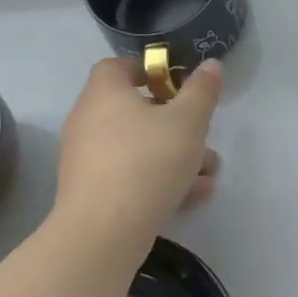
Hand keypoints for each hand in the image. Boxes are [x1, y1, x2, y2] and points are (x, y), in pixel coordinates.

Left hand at [51, 57, 223, 240]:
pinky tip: (192, 195)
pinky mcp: (91, 191)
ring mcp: (87, 159)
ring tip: (208, 173)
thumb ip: (202, 90)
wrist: (104, 231)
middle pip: (135, 110)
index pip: (118, 66)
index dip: (148, 70)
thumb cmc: (148, 161)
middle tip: (201, 134)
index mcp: (105, 94)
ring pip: (138, 146)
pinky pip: (130, 173)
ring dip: (175, 155)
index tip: (178, 86)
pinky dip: (158, 178)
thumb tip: (210, 65)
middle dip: (175, 122)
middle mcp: (88, 121)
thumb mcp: (189, 120)